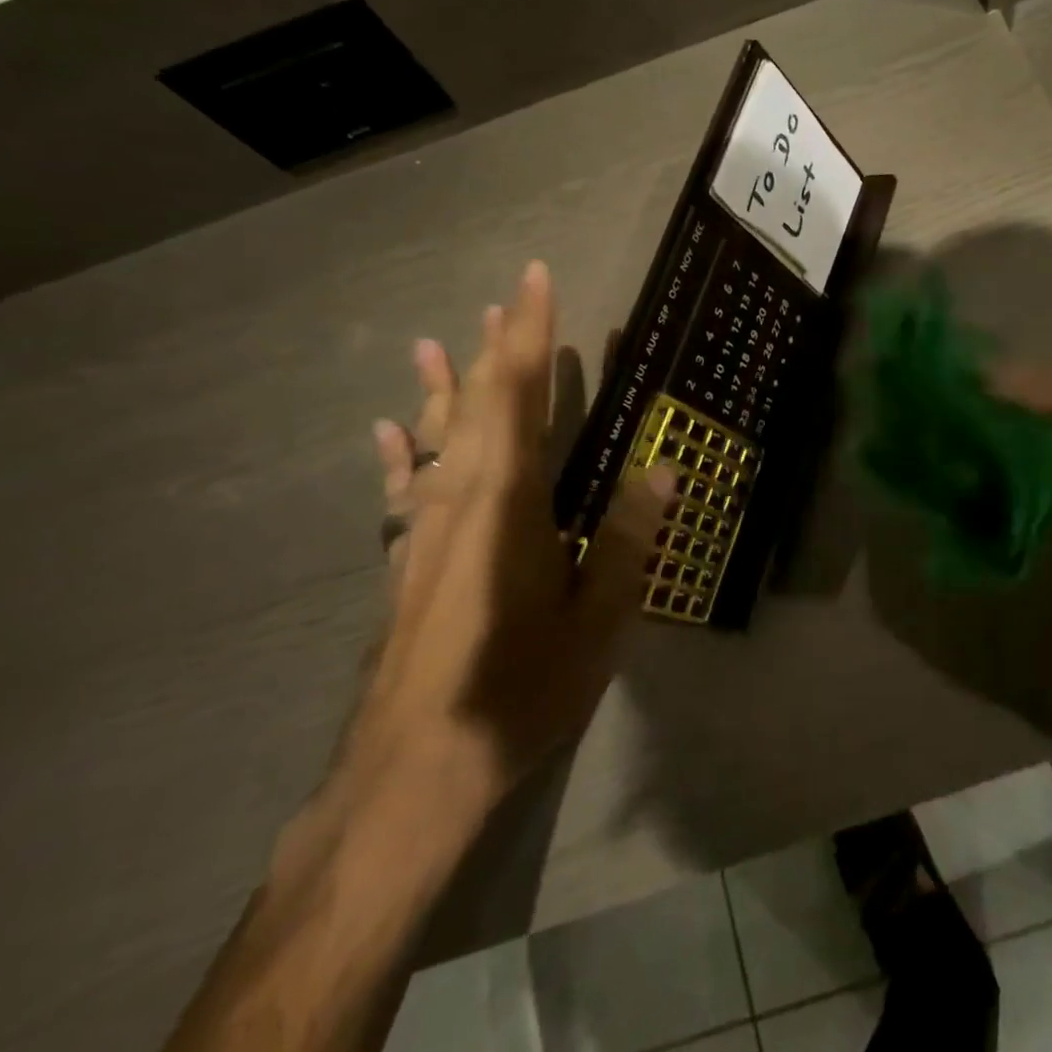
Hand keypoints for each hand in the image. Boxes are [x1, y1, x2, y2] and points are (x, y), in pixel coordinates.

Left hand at [339, 262, 673, 839]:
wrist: (414, 772)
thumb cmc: (518, 690)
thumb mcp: (596, 620)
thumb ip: (627, 538)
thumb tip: (663, 469)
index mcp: (509, 500)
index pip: (521, 394)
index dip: (530, 333)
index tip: (534, 280)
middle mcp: (460, 497)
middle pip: (477, 403)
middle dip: (494, 347)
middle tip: (504, 299)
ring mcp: (424, 529)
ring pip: (436, 437)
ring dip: (444, 386)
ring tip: (437, 342)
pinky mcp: (405, 561)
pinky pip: (403, 488)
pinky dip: (400, 452)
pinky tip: (388, 430)